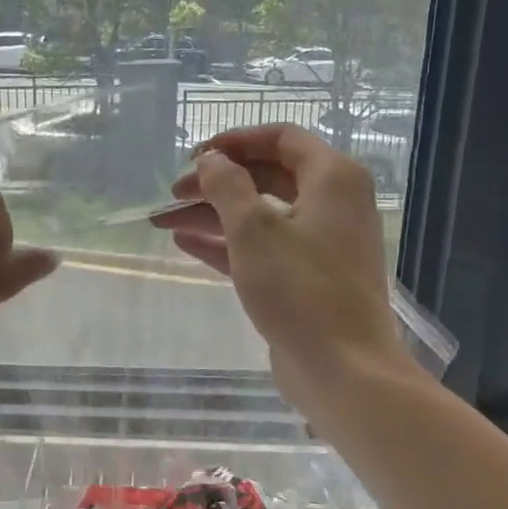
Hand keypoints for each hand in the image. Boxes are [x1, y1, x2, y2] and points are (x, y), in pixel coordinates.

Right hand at [154, 125, 417, 412]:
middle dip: (216, 182)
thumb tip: (211, 159)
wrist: (343, 369)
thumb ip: (227, 186)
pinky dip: (227, 243)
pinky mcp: (306, 278)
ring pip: (261, 215)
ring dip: (213, 214)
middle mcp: (332, 204)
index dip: (234, 141)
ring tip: (164, 219)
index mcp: (332, 178)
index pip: (281, 138)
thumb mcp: (254, 230)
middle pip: (267, 176)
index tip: (195, 156)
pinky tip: (185, 243)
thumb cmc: (300, 289)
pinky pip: (263, 248)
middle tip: (173, 192)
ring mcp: (320, 243)